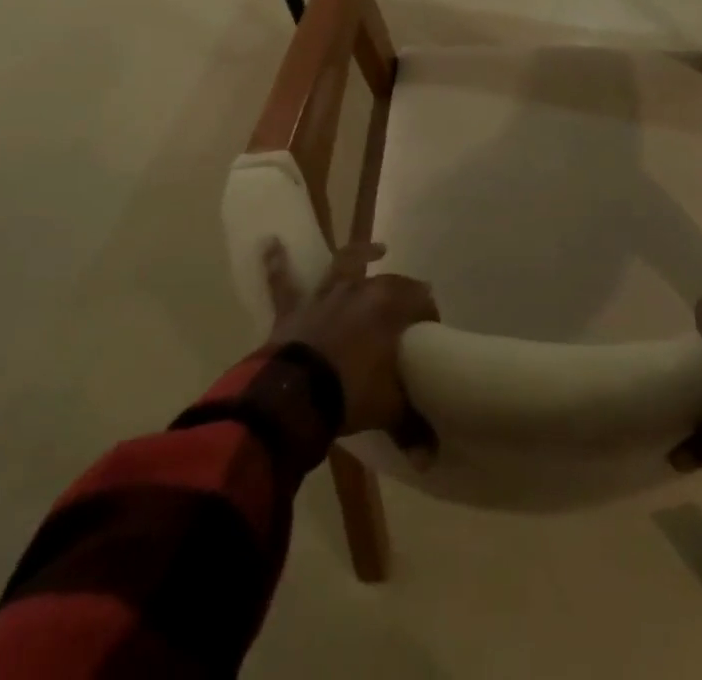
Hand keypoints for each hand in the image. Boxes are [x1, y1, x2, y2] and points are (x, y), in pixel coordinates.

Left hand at [264, 240, 438, 436]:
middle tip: (410, 303)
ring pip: (344, 265)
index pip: (420, 300)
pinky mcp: (292, 308)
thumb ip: (412, 428)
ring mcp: (324, 295)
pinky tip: (270, 243)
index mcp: (390, 306)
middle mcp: (360, 290)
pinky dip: (276, 263)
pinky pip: (282, 282)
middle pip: (389, 282)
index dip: (428, 315)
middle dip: (402, 290)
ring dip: (359, 256)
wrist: (294, 395)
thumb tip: (432, 458)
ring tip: (375, 249)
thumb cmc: (350, 393)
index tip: (431, 332)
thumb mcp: (389, 411)